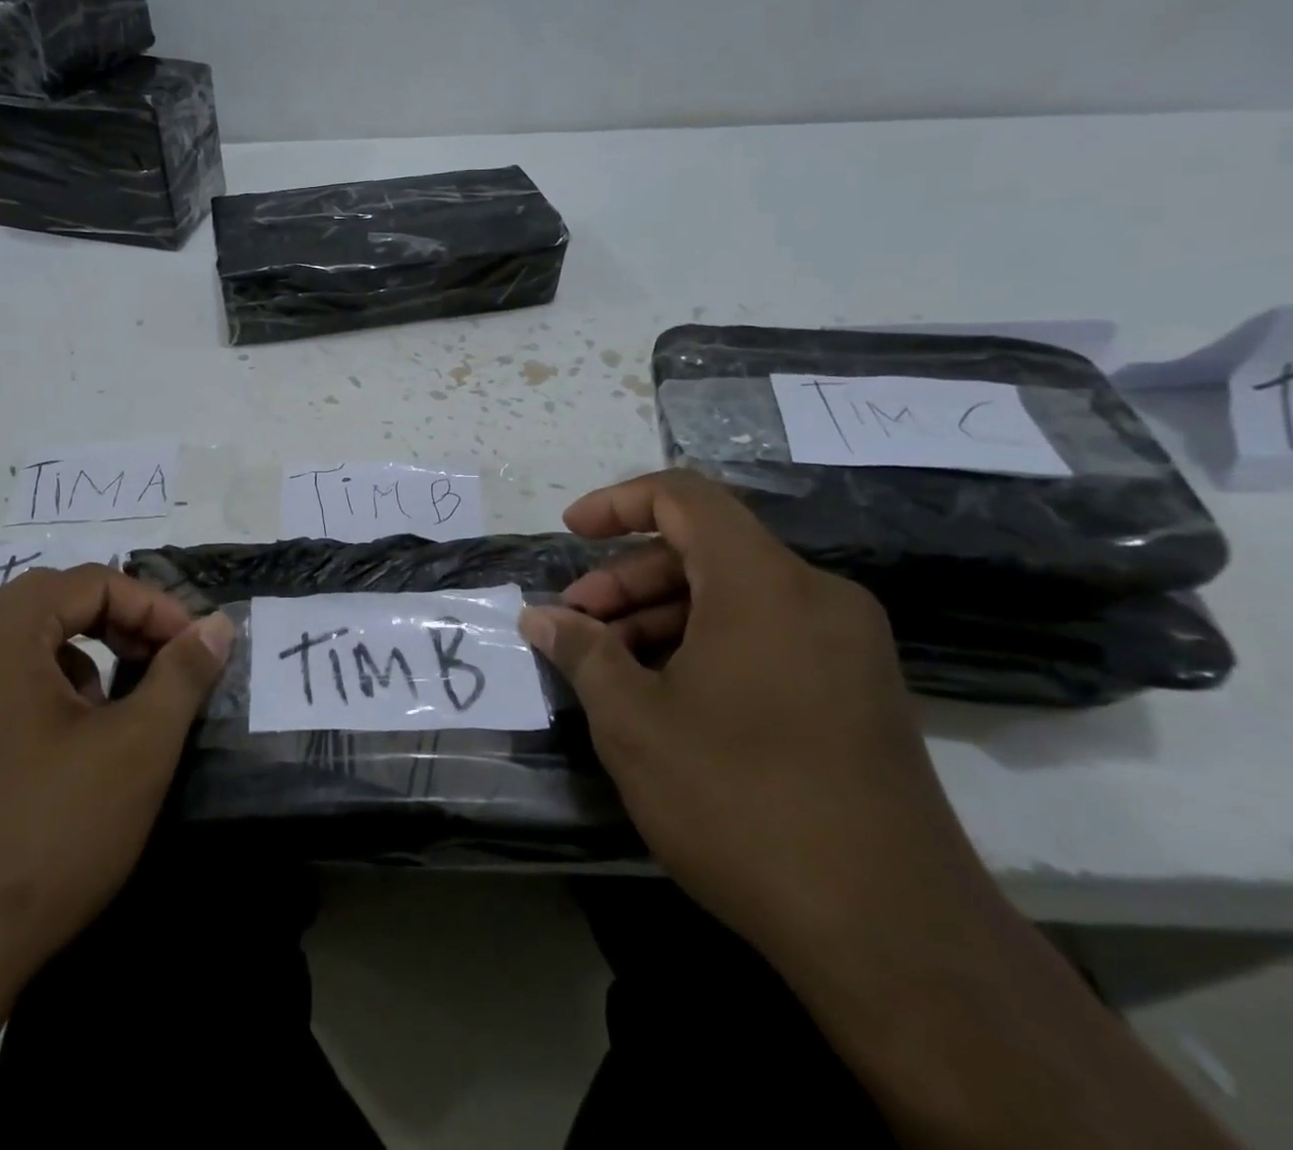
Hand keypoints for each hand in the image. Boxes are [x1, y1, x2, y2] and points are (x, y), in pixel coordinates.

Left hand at [0, 564, 234, 1023]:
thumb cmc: (46, 835)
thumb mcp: (137, 747)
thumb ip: (183, 674)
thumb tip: (217, 625)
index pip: (89, 582)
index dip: (152, 606)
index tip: (192, 648)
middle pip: (50, 604)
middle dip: (117, 623)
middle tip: (159, 663)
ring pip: (21, 646)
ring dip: (80, 657)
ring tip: (114, 711)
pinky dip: (43, 692)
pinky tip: (64, 752)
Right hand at [521, 470, 989, 966]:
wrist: (892, 936)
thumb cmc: (742, 802)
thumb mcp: (635, 722)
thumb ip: (583, 652)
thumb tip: (540, 617)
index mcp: (764, 583)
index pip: (685, 497)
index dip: (618, 503)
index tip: (571, 534)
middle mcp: (816, 596)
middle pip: (705, 549)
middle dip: (628, 577)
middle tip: (577, 625)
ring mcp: (846, 645)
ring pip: (734, 595)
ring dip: (663, 615)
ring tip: (610, 666)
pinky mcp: (859, 691)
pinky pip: (767, 633)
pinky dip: (707, 642)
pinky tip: (667, 695)